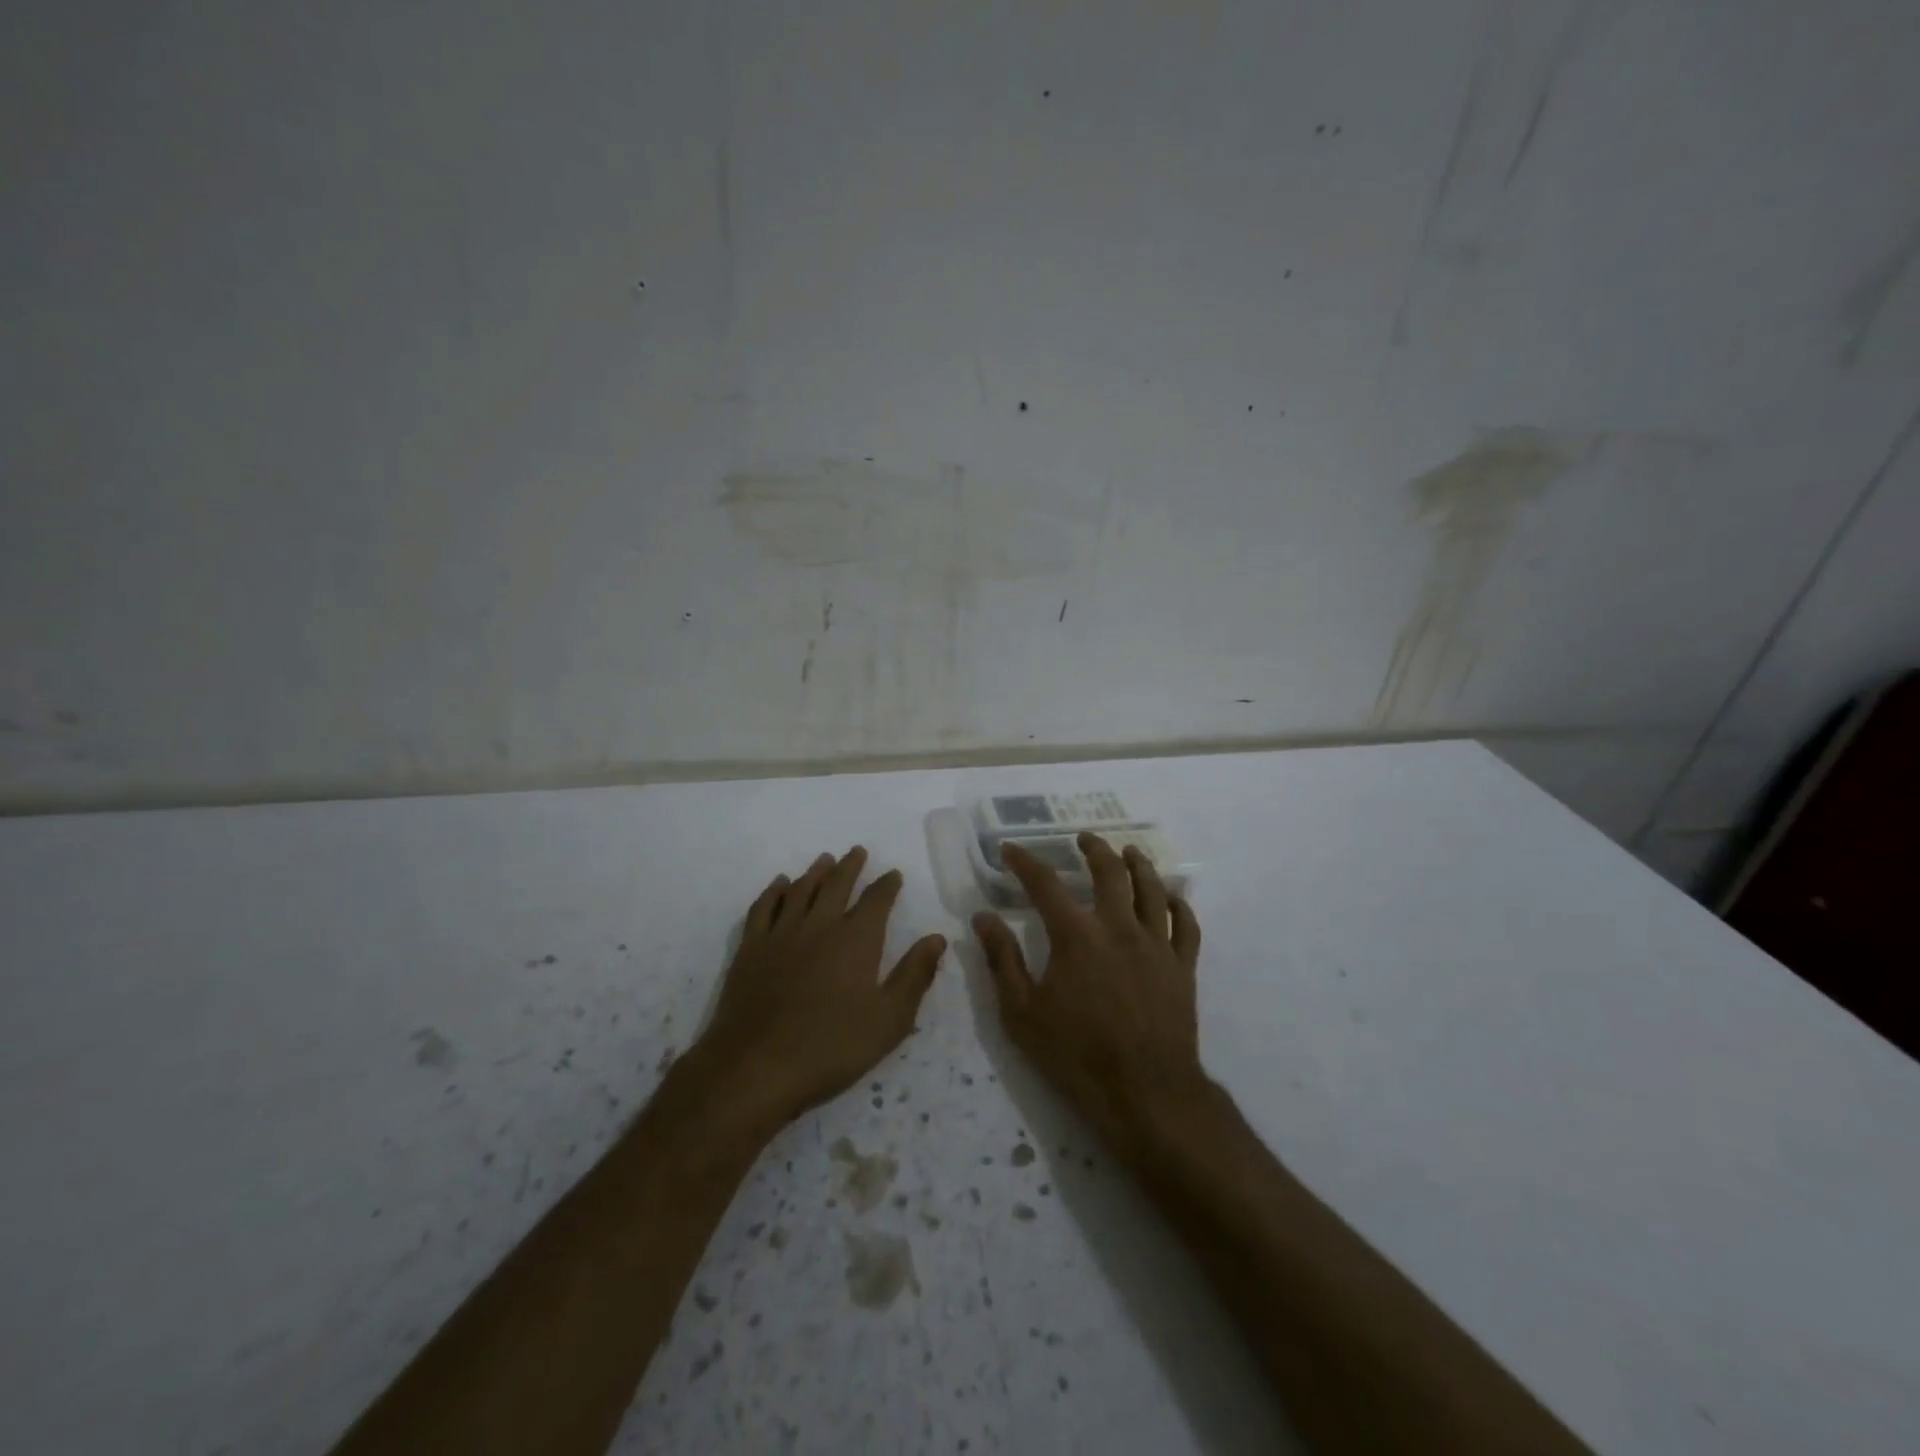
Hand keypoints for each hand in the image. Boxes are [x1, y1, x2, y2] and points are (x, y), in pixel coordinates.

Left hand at [691, 847, 946, 1130]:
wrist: (756, 1067)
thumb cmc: (831, 1047)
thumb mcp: (889, 1020)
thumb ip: (914, 975)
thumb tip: (937, 938)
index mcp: (856, 940)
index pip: (876, 900)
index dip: (887, 885)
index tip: (893, 874)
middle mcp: (820, 925)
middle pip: (837, 884)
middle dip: (850, 866)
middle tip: (857, 851)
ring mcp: (781, 934)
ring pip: (800, 890)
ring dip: (815, 872)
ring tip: (825, 859)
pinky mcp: (751, 949)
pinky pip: (764, 907)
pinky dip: (773, 891)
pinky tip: (779, 884)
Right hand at [974, 833, 1205, 1156]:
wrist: (1145, 1094)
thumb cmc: (1076, 1055)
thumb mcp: (1022, 1013)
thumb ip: (1002, 960)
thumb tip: (982, 918)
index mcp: (1076, 936)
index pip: (1045, 884)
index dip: (1025, 862)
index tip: (1011, 850)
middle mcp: (1119, 928)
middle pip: (1110, 873)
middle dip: (1094, 849)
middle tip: (1084, 839)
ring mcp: (1156, 945)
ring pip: (1152, 889)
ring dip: (1138, 864)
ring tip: (1128, 852)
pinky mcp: (1182, 967)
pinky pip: (1185, 924)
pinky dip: (1177, 904)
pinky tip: (1170, 897)